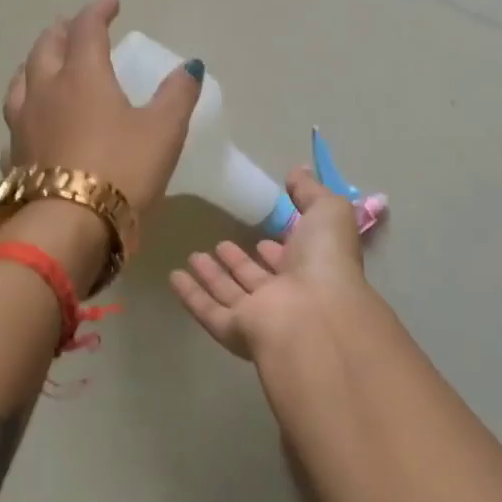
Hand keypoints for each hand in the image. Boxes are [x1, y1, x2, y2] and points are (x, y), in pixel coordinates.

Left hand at [1, 0, 201, 214]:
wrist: (68, 227)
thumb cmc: (122, 170)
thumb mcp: (164, 131)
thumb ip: (177, 95)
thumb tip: (190, 66)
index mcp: (82, 76)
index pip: (86, 29)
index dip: (98, 11)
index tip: (112, 4)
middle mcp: (45, 91)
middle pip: (45, 47)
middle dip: (61, 31)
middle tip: (72, 26)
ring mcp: (22, 124)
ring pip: (21, 80)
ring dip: (34, 63)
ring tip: (43, 63)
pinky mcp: (13, 157)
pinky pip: (15, 121)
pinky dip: (25, 110)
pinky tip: (29, 122)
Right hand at [170, 167, 373, 362]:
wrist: (316, 314)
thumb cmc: (326, 260)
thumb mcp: (327, 211)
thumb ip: (310, 192)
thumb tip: (297, 171)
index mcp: (313, 268)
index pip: (292, 258)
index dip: (278, 247)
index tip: (261, 233)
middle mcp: (288, 294)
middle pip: (258, 277)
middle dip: (240, 261)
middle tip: (220, 244)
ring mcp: (261, 316)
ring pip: (231, 293)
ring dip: (213, 275)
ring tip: (193, 256)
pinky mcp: (236, 330)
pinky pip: (209, 311)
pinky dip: (192, 296)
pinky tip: (174, 277)